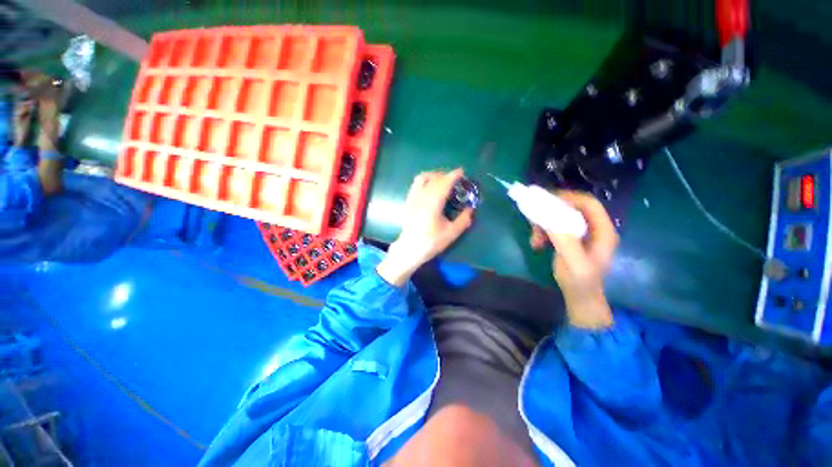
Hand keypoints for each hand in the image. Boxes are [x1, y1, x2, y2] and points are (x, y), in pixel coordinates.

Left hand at [377, 169, 473, 285]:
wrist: (409, 249)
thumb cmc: (430, 242)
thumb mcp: (451, 233)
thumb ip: (463, 220)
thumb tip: (470, 210)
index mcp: (433, 203)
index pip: (444, 183)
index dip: (453, 175)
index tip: (461, 171)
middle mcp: (421, 197)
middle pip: (434, 178)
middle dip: (445, 175)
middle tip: (455, 179)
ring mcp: (412, 198)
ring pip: (422, 178)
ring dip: (433, 175)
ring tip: (442, 180)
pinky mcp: (408, 202)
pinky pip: (416, 184)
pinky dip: (425, 181)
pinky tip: (430, 189)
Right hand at [530, 191, 618, 328]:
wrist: (580, 298)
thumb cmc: (580, 281)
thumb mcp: (572, 261)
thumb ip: (564, 238)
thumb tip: (549, 215)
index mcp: (603, 231)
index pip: (589, 204)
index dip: (569, 198)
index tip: (546, 200)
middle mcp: (594, 229)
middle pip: (572, 209)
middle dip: (551, 214)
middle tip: (534, 221)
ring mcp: (583, 234)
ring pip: (561, 218)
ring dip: (544, 225)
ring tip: (534, 239)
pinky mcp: (571, 240)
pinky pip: (556, 227)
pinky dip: (544, 232)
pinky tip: (537, 243)